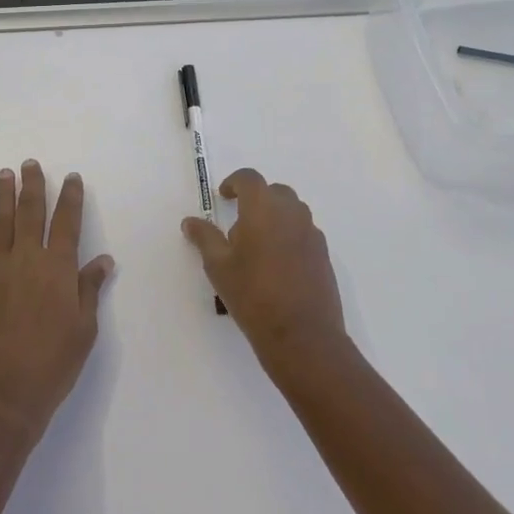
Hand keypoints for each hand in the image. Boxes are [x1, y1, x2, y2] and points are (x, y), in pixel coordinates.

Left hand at [0, 161, 112, 441]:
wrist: (4, 395)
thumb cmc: (54, 364)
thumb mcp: (84, 329)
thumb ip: (90, 289)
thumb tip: (103, 260)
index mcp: (58, 269)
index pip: (68, 222)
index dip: (71, 198)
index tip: (72, 178)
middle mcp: (27, 260)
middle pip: (30, 213)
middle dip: (33, 186)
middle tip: (30, 163)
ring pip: (0, 223)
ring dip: (3, 197)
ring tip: (4, 175)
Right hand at [182, 169, 344, 364]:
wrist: (302, 335)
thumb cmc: (253, 295)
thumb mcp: (219, 266)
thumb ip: (204, 238)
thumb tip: (190, 221)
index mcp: (263, 208)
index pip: (249, 178)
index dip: (234, 182)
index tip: (223, 196)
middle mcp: (291, 212)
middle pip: (274, 192)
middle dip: (256, 200)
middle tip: (239, 225)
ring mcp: (312, 233)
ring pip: (292, 211)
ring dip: (274, 217)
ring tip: (258, 247)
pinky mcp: (324, 254)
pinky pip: (303, 232)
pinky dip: (289, 236)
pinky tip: (278, 265)